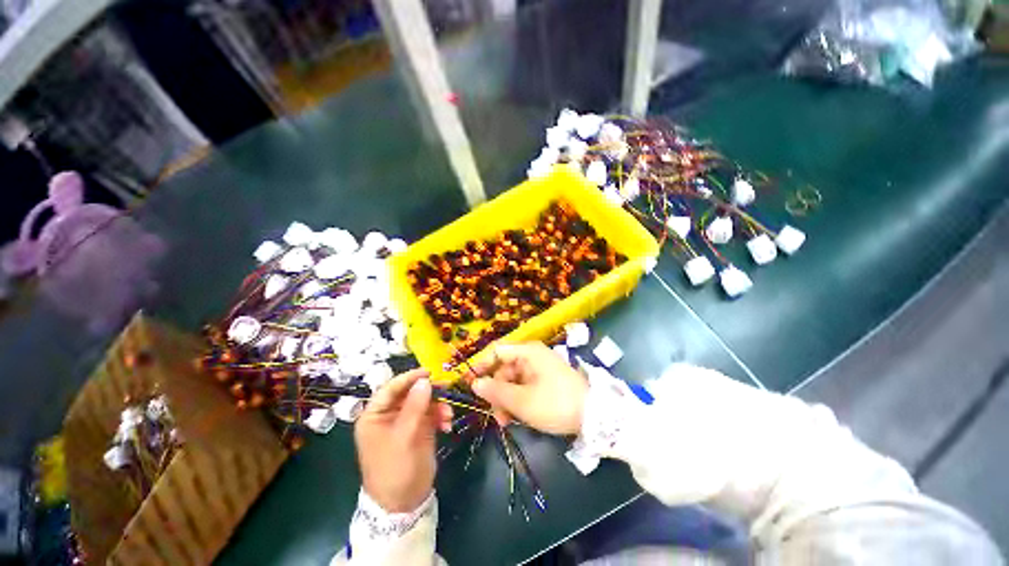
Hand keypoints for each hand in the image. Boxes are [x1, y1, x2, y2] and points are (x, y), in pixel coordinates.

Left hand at [355, 368, 452, 512]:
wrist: (404, 504)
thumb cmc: (395, 469)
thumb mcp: (404, 437)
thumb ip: (415, 407)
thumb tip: (425, 380)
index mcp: (375, 416)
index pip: (391, 388)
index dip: (409, 378)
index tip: (429, 372)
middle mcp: (390, 415)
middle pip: (410, 393)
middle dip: (429, 391)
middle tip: (447, 388)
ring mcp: (406, 422)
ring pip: (424, 402)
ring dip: (438, 405)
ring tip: (448, 415)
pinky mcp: (419, 429)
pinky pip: (432, 414)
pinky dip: (441, 416)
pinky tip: (448, 425)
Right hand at [469, 342, 587, 434]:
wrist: (595, 417)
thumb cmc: (556, 403)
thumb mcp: (522, 400)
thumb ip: (496, 391)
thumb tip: (474, 384)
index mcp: (527, 352)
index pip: (497, 352)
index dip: (481, 366)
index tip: (469, 385)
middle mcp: (532, 356)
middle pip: (504, 369)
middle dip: (496, 391)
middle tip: (494, 414)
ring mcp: (540, 369)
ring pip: (513, 381)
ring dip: (506, 400)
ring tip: (506, 421)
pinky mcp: (545, 381)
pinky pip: (524, 387)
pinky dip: (517, 401)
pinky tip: (515, 418)